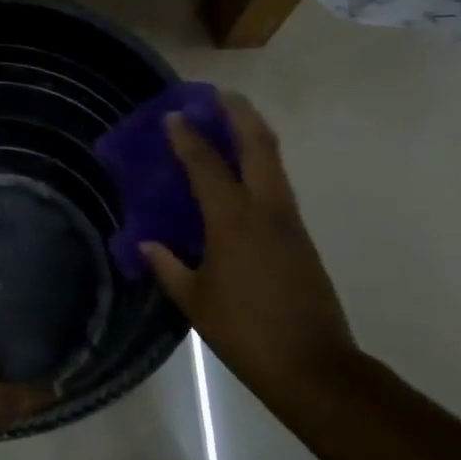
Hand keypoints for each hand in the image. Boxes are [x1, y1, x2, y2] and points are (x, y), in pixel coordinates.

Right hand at [140, 92, 358, 406]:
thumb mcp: (195, 301)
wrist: (313, 365)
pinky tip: (244, 172)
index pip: (207, 165)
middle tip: (219, 94)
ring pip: (274, 160)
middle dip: (239, 113)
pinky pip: (278, 183)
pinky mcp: (301, 235)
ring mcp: (289, 220)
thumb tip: (147, 245)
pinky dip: (261, 163)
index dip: (188, 137)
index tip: (173, 114)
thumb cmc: (245, 331)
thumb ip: (168, 266)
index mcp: (233, 221)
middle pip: (258, 145)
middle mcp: (266, 209)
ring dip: (254, 133)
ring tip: (232, 120)